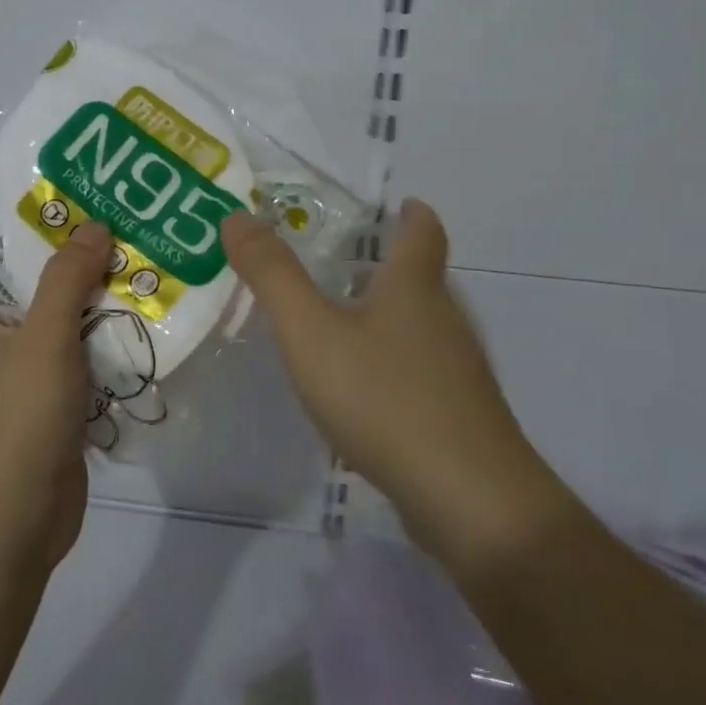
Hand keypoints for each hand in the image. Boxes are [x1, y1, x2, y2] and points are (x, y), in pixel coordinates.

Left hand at [0, 222, 111, 572]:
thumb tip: (93, 225)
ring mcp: (28, 371)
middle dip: (76, 256)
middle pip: (37, 281)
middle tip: (125, 222)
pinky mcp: (56, 400)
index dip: (24, 222)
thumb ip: (66, 279)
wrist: (16, 520)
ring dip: (99, 298)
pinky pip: (84, 356)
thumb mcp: (43, 338)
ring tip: (145, 260)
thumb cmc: (18, 419)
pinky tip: (148, 320)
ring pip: (65, 319)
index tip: (69, 195)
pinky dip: (109, 339)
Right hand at [220, 199, 560, 555]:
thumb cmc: (384, 398)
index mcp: (414, 289)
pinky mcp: (459, 416)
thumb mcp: (311, 332)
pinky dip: (394, 363)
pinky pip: (422, 372)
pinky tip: (365, 390)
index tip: (399, 204)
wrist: (468, 500)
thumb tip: (237, 216)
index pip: (423, 233)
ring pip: (423, 328)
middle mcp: (445, 321)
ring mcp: (458, 373)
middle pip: (424, 280)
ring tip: (344, 321)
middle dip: (390, 265)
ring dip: (390, 316)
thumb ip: (272, 276)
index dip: (412, 214)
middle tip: (341, 262)